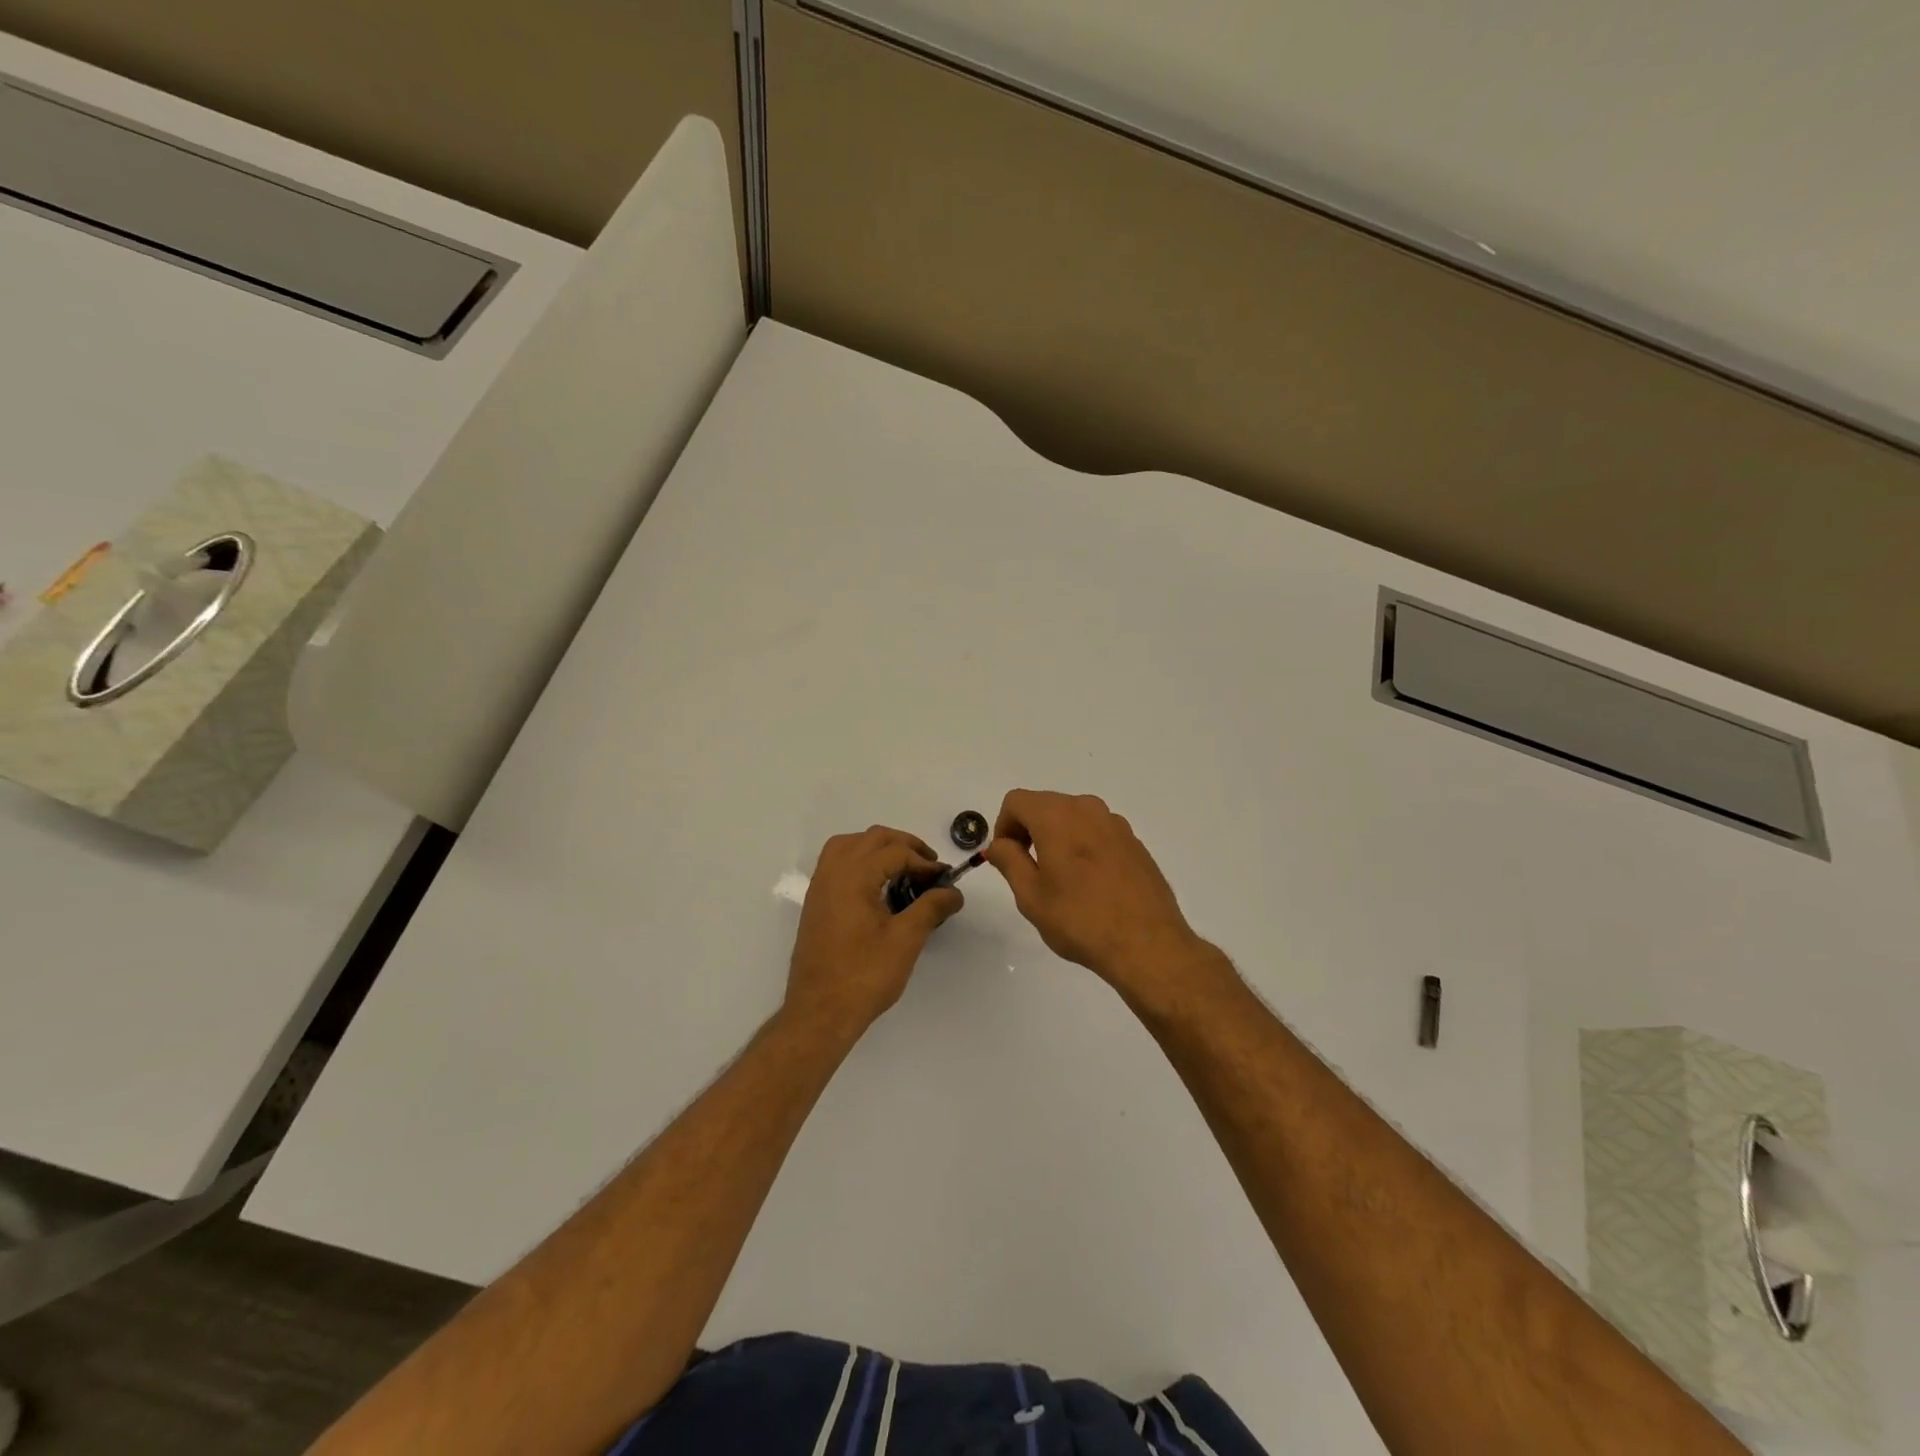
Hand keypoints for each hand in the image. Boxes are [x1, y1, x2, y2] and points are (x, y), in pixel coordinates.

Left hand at [785, 826, 963, 1036]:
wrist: (819, 1013)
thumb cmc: (864, 976)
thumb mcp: (906, 940)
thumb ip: (931, 908)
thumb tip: (954, 892)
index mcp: (853, 876)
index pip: (895, 852)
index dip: (924, 862)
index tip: (945, 879)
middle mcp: (832, 872)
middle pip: (872, 838)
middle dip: (904, 846)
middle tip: (929, 867)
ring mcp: (820, 886)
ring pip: (850, 845)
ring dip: (879, 848)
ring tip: (904, 868)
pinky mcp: (816, 902)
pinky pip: (837, 862)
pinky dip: (860, 860)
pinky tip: (878, 884)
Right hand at [985, 790, 1211, 1002]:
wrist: (1147, 944)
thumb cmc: (1080, 920)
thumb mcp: (1031, 895)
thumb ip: (1009, 861)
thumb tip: (998, 844)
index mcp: (1057, 816)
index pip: (1016, 801)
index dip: (1003, 826)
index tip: (1007, 858)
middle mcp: (1087, 809)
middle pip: (1045, 805)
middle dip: (1029, 830)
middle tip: (1028, 871)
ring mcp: (1115, 824)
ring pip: (1072, 817)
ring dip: (1057, 838)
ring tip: (1060, 880)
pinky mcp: (1134, 842)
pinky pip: (1097, 832)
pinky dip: (1083, 846)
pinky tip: (1090, 885)